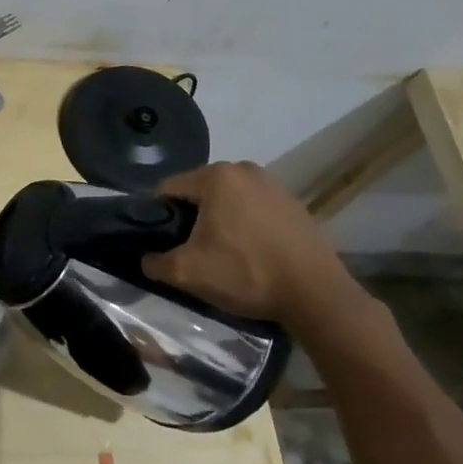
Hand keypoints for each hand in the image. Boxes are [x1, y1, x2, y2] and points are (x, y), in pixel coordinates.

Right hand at [142, 162, 372, 334]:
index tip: (161, 242)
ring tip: (224, 254)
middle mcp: (245, 169)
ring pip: (229, 200)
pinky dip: (247, 225)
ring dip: (220, 221)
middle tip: (192, 251)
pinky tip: (252, 253)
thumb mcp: (187, 273)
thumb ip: (155, 262)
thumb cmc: (246, 274)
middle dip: (191, 218)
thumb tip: (146, 259)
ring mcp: (274, 184)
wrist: (316, 294)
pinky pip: (255, 208)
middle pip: (200, 192)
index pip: (168, 189)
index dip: (157, 216)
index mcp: (216, 176)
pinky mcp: (294, 203)